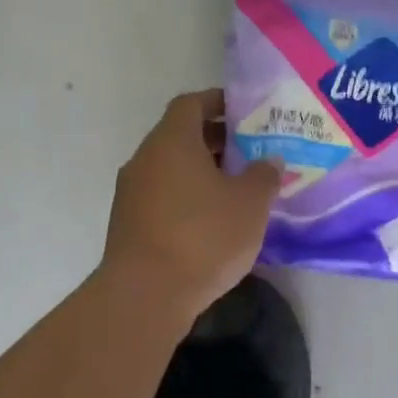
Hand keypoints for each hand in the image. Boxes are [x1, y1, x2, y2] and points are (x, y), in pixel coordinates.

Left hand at [101, 89, 280, 322]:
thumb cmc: (203, 236)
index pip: (191, 104)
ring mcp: (132, 193)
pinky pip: (163, 196)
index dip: (218, 102)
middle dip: (216, 140)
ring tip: (238, 189)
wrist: (146, 296)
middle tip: (251, 153)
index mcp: (172, 141)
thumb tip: (268, 161)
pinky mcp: (129, 224)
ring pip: (171, 169)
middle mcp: (145, 159)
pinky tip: (213, 221)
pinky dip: (188, 197)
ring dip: (202, 172)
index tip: (245, 112)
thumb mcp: (250, 203)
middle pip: (181, 136)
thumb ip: (263, 175)